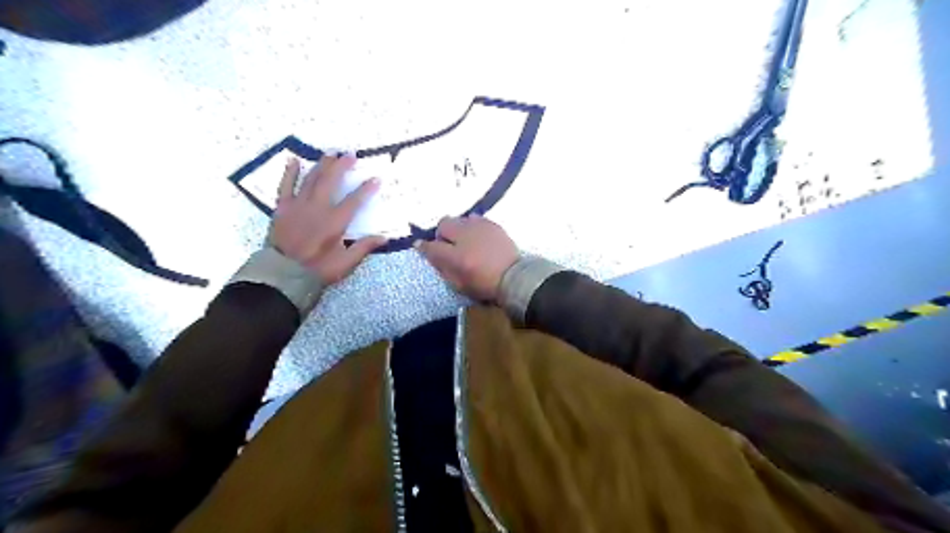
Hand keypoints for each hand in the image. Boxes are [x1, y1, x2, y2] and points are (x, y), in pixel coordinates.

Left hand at [269, 155, 386, 284]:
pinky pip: (285, 186)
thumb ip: (364, 247)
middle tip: (350, 154)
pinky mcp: (283, 208)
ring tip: (330, 153)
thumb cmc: (318, 269)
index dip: (366, 188)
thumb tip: (384, 237)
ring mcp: (299, 205)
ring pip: (311, 179)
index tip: (376, 178)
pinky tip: (293, 160)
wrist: (283, 274)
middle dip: (342, 166)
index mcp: (335, 221)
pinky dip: (289, 173)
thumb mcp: (346, 263)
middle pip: (331, 181)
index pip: (355, 200)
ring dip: (322, 165)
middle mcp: (318, 208)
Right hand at [418, 215, 518, 302]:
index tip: (421, 247)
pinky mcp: (493, 224)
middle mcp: (466, 236)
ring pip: (459, 219)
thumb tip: (425, 251)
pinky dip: (472, 227)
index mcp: (456, 256)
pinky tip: (478, 237)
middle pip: (444, 224)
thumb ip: (441, 266)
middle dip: (442, 234)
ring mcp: (480, 227)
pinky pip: (475, 219)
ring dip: (458, 229)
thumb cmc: (485, 285)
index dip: (424, 247)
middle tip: (449, 246)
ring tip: (465, 241)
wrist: (515, 278)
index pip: (431, 246)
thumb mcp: (459, 284)